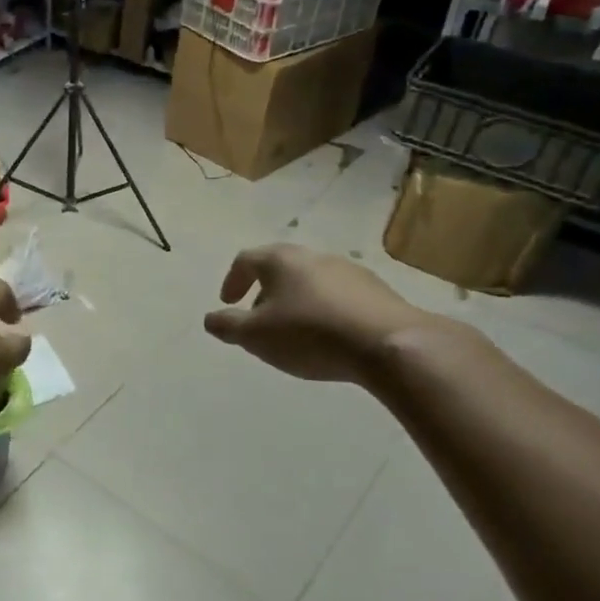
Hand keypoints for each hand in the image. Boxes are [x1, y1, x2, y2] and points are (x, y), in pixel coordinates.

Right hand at [203, 245, 431, 384]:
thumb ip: (228, 326)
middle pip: (280, 267)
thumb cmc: (309, 334)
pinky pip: (338, 295)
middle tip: (259, 317)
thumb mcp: (256, 336)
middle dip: (264, 290)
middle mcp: (314, 256)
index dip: (232, 281)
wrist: (388, 344)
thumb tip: (211, 319)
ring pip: (310, 280)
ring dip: (295, 300)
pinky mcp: (376, 290)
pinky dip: (323, 309)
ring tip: (294, 330)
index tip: (228, 303)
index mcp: (281, 260)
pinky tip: (328, 335)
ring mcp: (349, 270)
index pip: (246, 260)